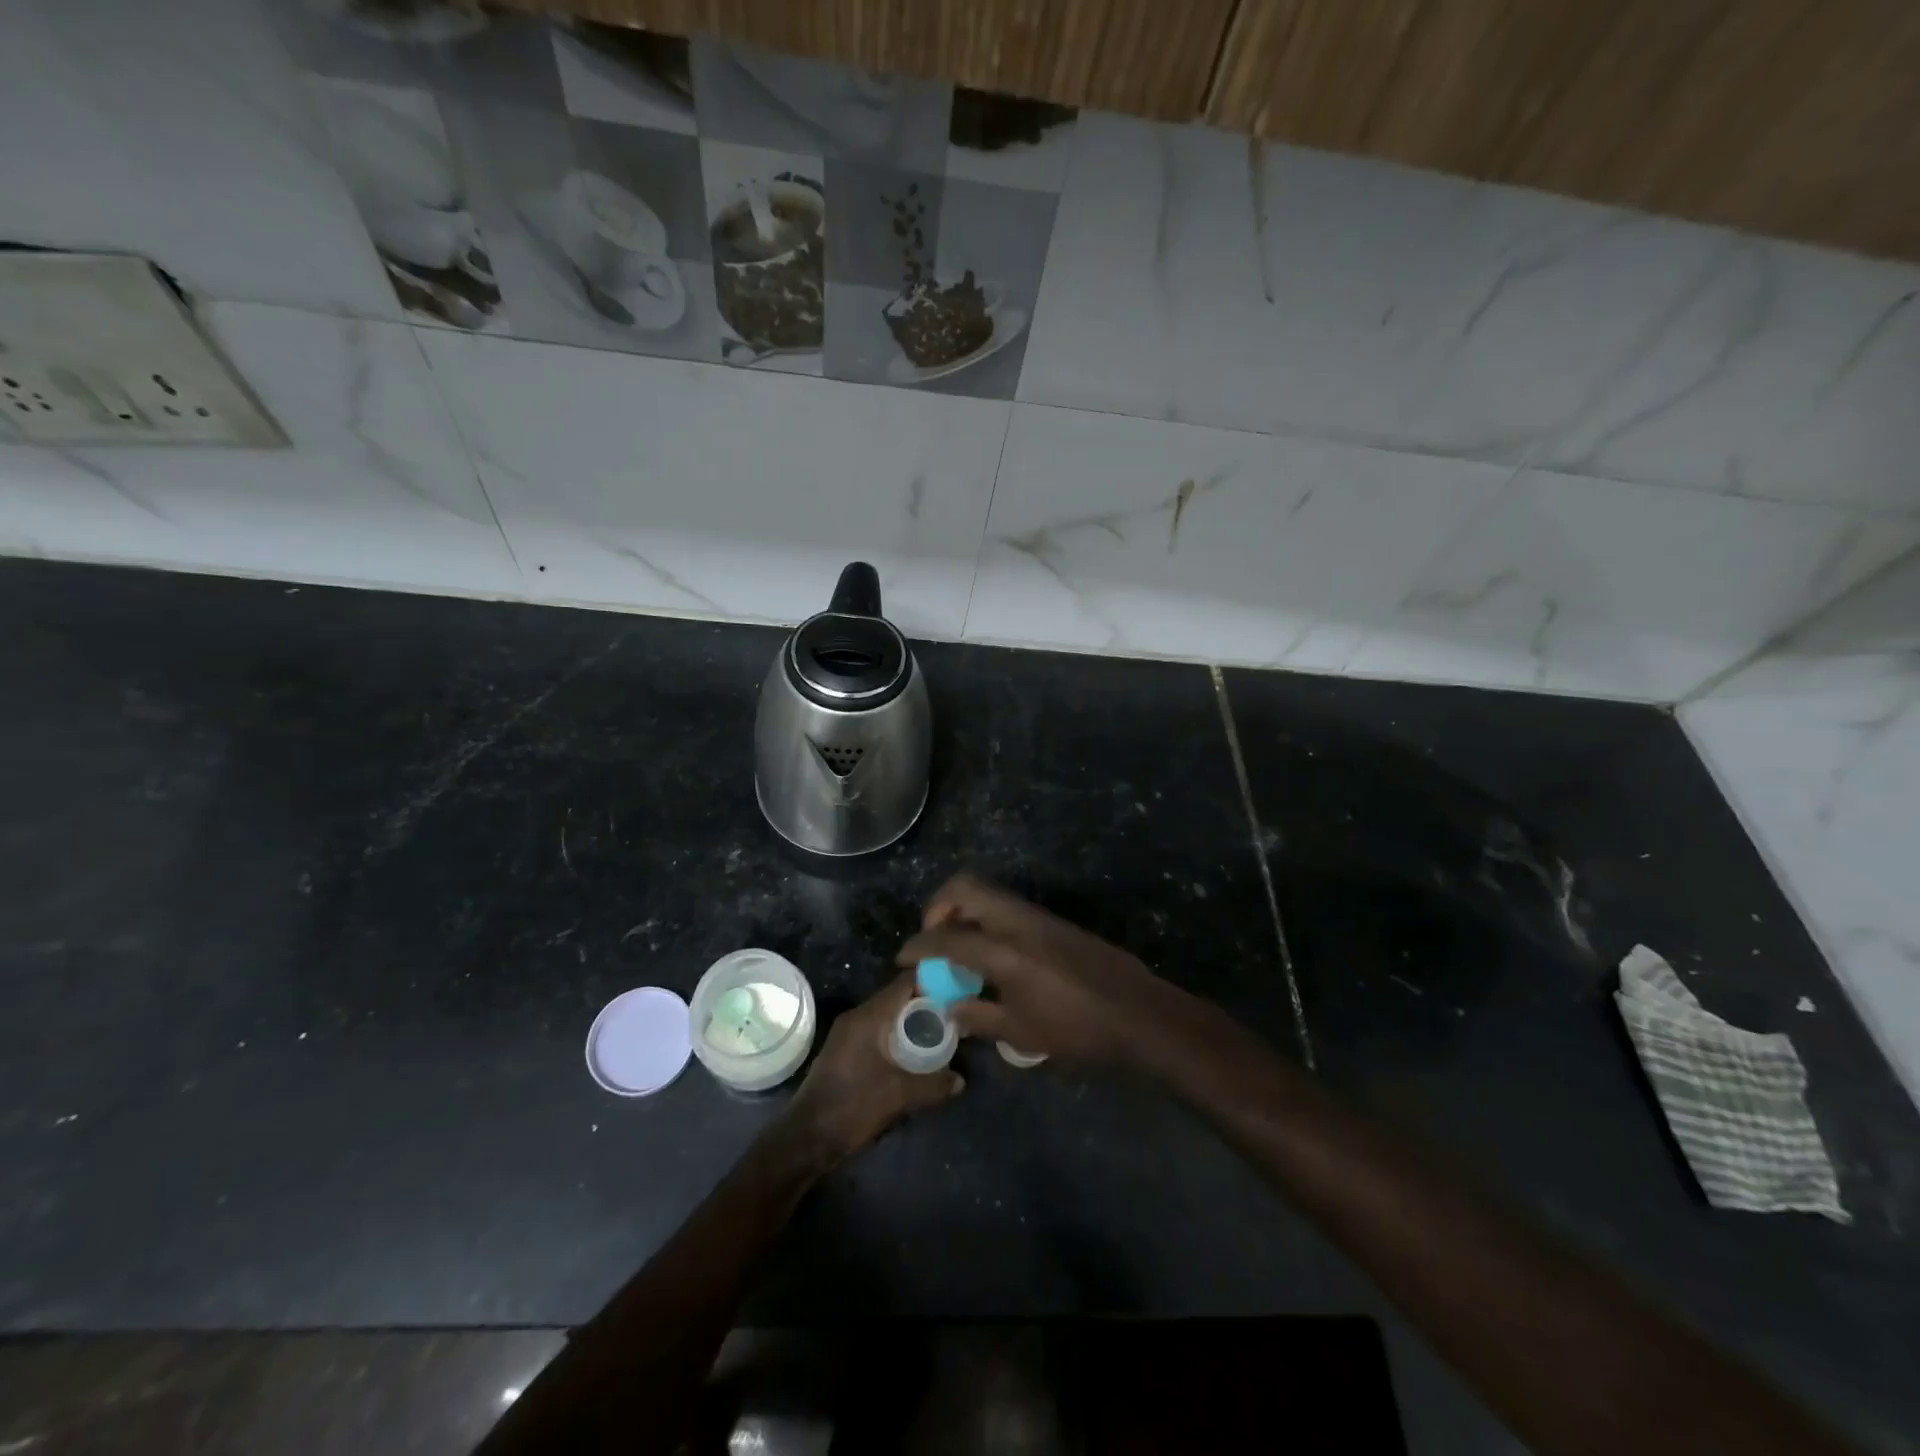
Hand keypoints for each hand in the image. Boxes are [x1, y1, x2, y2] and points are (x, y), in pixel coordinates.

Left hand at [783, 971, 962, 1162]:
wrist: (807, 1137)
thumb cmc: (853, 1106)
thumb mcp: (898, 1095)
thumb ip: (933, 1084)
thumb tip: (961, 1080)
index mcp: (868, 1016)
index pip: (905, 982)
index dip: (932, 981)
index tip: (957, 991)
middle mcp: (857, 1017)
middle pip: (897, 997)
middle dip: (925, 1004)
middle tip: (954, 1015)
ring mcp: (848, 1034)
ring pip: (887, 1016)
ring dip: (910, 1022)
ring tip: (939, 1033)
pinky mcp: (845, 1051)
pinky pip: (877, 1031)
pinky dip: (896, 1035)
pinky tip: (913, 1054)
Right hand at [897, 874, 1212, 1070]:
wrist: (1138, 1013)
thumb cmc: (1078, 1030)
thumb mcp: (1022, 1032)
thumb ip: (979, 1017)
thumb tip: (950, 1010)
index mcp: (1004, 951)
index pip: (947, 938)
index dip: (918, 946)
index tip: (903, 958)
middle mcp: (1017, 922)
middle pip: (965, 887)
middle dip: (938, 906)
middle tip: (933, 938)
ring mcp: (1038, 916)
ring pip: (988, 892)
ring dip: (964, 909)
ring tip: (958, 945)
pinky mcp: (1053, 921)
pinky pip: (1007, 905)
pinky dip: (987, 917)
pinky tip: (991, 952)